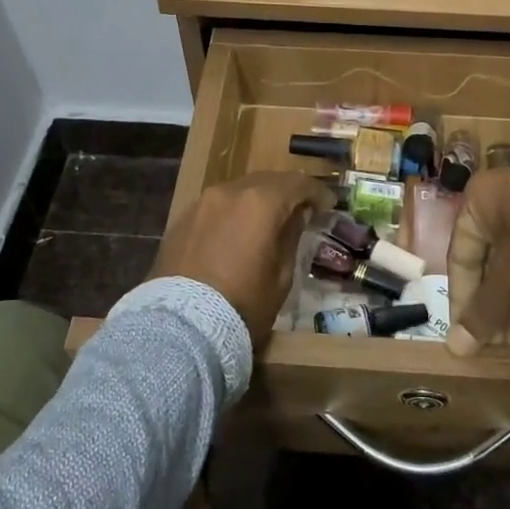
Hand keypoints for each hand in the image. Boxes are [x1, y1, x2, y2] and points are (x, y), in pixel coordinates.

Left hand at [149, 172, 335, 344]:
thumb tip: (297, 215)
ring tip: (266, 222)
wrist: (182, 327)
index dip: (317, 192)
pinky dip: (232, 213)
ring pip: (238, 191)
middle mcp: (230, 192)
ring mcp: (201, 203)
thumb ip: (291, 236)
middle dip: (286, 192)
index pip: (297, 183)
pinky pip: (215, 207)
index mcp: (260, 202)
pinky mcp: (181, 219)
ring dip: (256, 201)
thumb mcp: (281, 276)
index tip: (328, 205)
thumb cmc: (243, 304)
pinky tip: (235, 233)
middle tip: (300, 210)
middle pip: (266, 180)